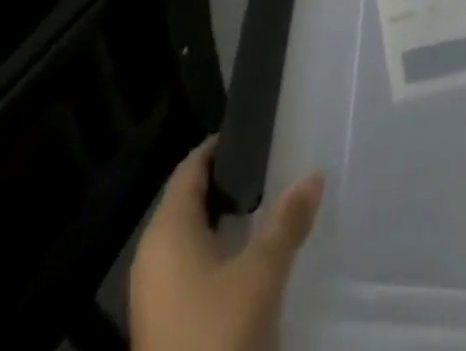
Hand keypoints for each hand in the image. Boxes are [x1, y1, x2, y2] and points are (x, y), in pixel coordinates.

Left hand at [131, 137, 326, 350]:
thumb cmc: (218, 337)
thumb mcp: (261, 275)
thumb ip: (287, 221)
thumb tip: (314, 174)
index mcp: (167, 230)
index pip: (190, 167)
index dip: (220, 147)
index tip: (254, 135)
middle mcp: (151, 254)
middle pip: (187, 200)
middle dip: (225, 183)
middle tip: (268, 169)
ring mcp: (152, 293)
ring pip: (187, 236)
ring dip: (221, 221)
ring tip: (263, 210)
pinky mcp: (160, 324)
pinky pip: (186, 268)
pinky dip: (213, 253)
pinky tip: (244, 262)